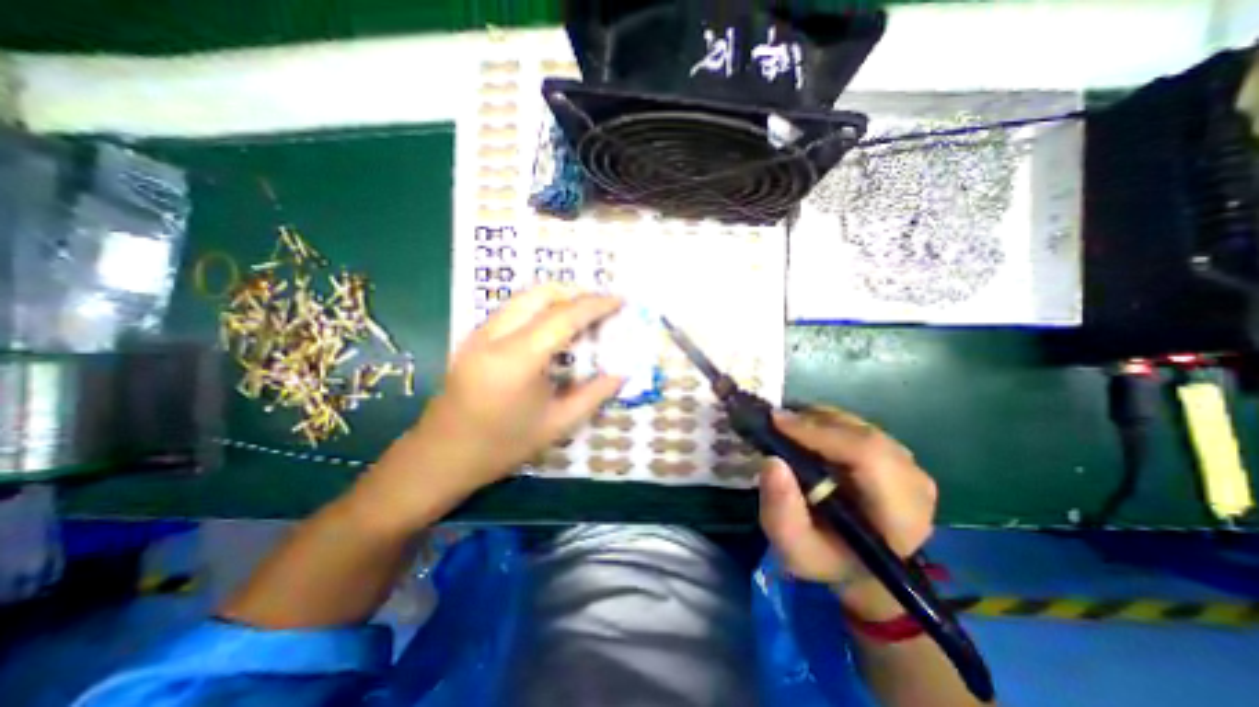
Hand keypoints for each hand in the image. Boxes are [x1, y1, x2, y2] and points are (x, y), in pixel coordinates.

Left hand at [361, 284, 619, 523]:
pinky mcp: (473, 338)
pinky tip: (553, 325)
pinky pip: (512, 309)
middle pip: (540, 294)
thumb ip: (593, 396)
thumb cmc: (501, 446)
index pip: (563, 317)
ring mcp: (478, 334)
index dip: (595, 305)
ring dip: (557, 297)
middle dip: (575, 292)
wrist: (440, 457)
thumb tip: (621, 374)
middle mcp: (494, 337)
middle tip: (601, 305)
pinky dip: (539, 307)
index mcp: (517, 360)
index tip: (619, 300)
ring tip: (582, 312)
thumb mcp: (556, 425)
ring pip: (523, 297)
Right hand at [756, 409, 933, 617]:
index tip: (776, 422)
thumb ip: (781, 513)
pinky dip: (825, 422)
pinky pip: (857, 426)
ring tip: (785, 428)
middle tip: (774, 422)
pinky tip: (804, 432)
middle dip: (812, 424)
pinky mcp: (895, 453)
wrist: (858, 565)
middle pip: (862, 435)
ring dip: (816, 421)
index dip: (821, 433)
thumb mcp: (794, 549)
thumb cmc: (826, 559)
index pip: (868, 457)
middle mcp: (914, 484)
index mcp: (900, 516)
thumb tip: (772, 462)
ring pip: (857, 425)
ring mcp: (909, 465)